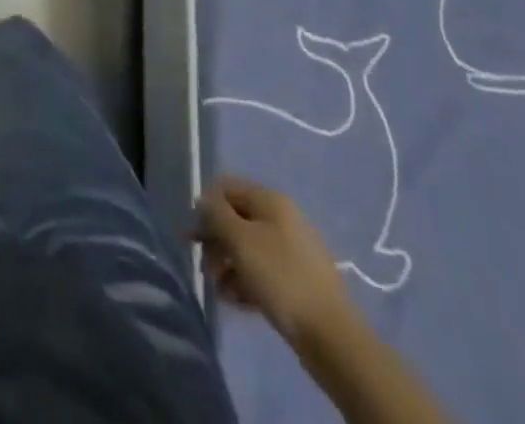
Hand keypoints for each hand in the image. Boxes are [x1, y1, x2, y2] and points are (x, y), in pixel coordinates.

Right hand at [194, 177, 358, 349]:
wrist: (331, 337)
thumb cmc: (280, 277)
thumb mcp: (240, 239)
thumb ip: (216, 213)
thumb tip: (204, 200)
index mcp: (270, 200)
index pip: (227, 188)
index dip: (205, 206)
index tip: (193, 235)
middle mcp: (281, 219)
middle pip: (236, 219)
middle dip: (215, 240)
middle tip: (203, 266)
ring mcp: (292, 251)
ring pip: (248, 248)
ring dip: (227, 265)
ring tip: (218, 289)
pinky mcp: (297, 281)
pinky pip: (262, 272)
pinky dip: (245, 282)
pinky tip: (235, 301)